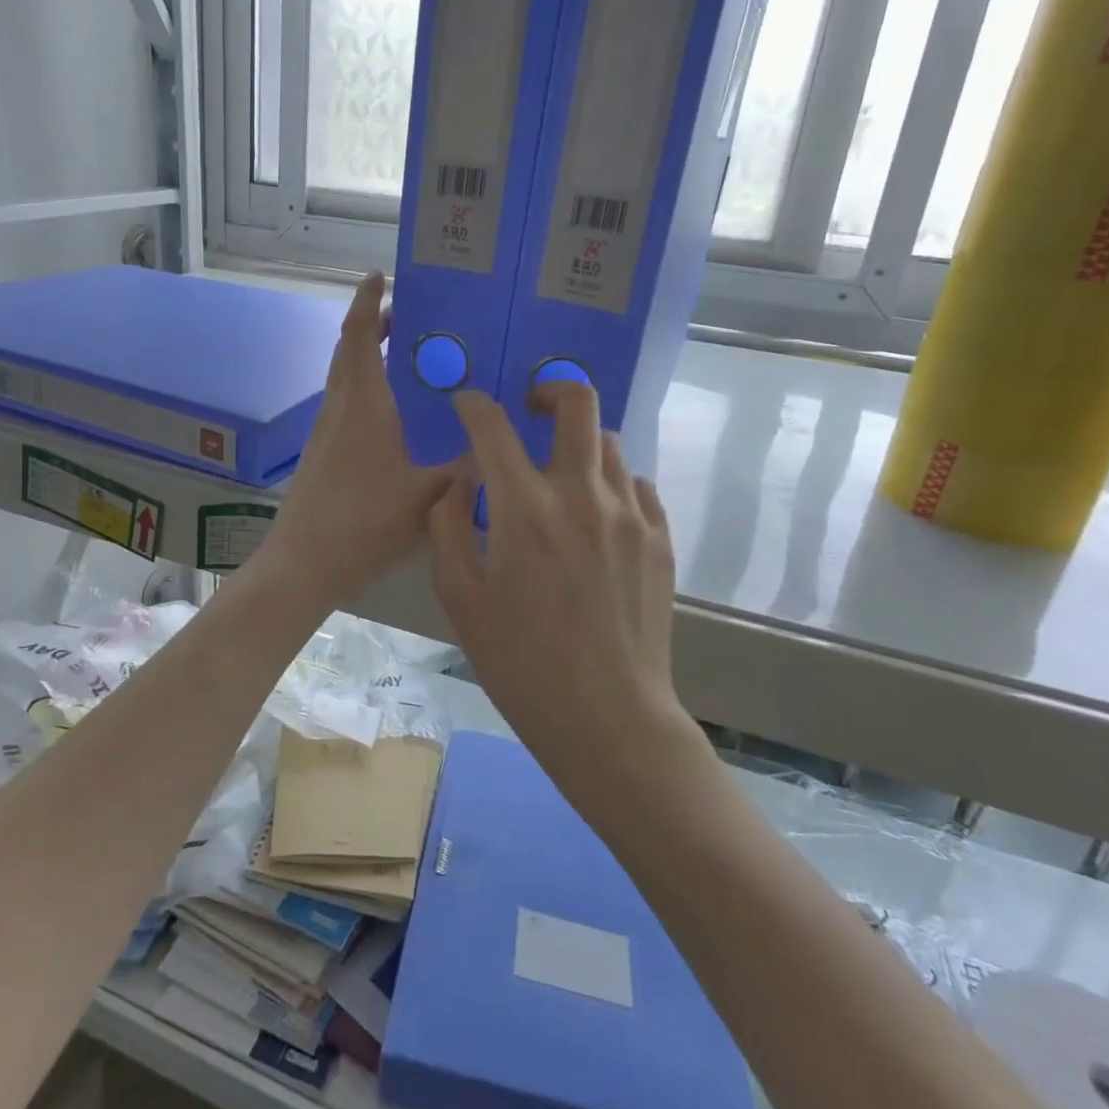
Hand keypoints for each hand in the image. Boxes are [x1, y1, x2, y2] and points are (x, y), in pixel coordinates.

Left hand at [262, 272, 451, 607]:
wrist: (304, 562)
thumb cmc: (364, 521)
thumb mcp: (427, 494)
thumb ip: (466, 469)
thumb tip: (499, 446)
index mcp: (362, 404)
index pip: (358, 335)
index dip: (367, 301)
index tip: (380, 275)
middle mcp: (339, 408)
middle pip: (349, 350)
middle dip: (372, 325)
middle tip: (408, 316)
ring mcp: (325, 432)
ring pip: (344, 378)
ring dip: (367, 356)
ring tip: (406, 358)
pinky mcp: (322, 453)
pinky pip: (345, 403)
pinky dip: (365, 388)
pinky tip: (392, 414)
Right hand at [426, 382, 685, 788]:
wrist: (608, 718)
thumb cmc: (520, 663)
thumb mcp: (459, 598)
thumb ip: (448, 527)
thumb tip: (459, 483)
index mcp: (525, 509)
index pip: (494, 427)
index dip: (474, 405)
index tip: (466, 404)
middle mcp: (582, 495)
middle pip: (579, 404)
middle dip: (549, 389)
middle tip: (530, 409)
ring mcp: (631, 514)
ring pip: (610, 444)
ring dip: (579, 443)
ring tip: (559, 471)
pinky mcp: (660, 539)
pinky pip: (637, 485)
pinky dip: (611, 482)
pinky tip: (596, 513)